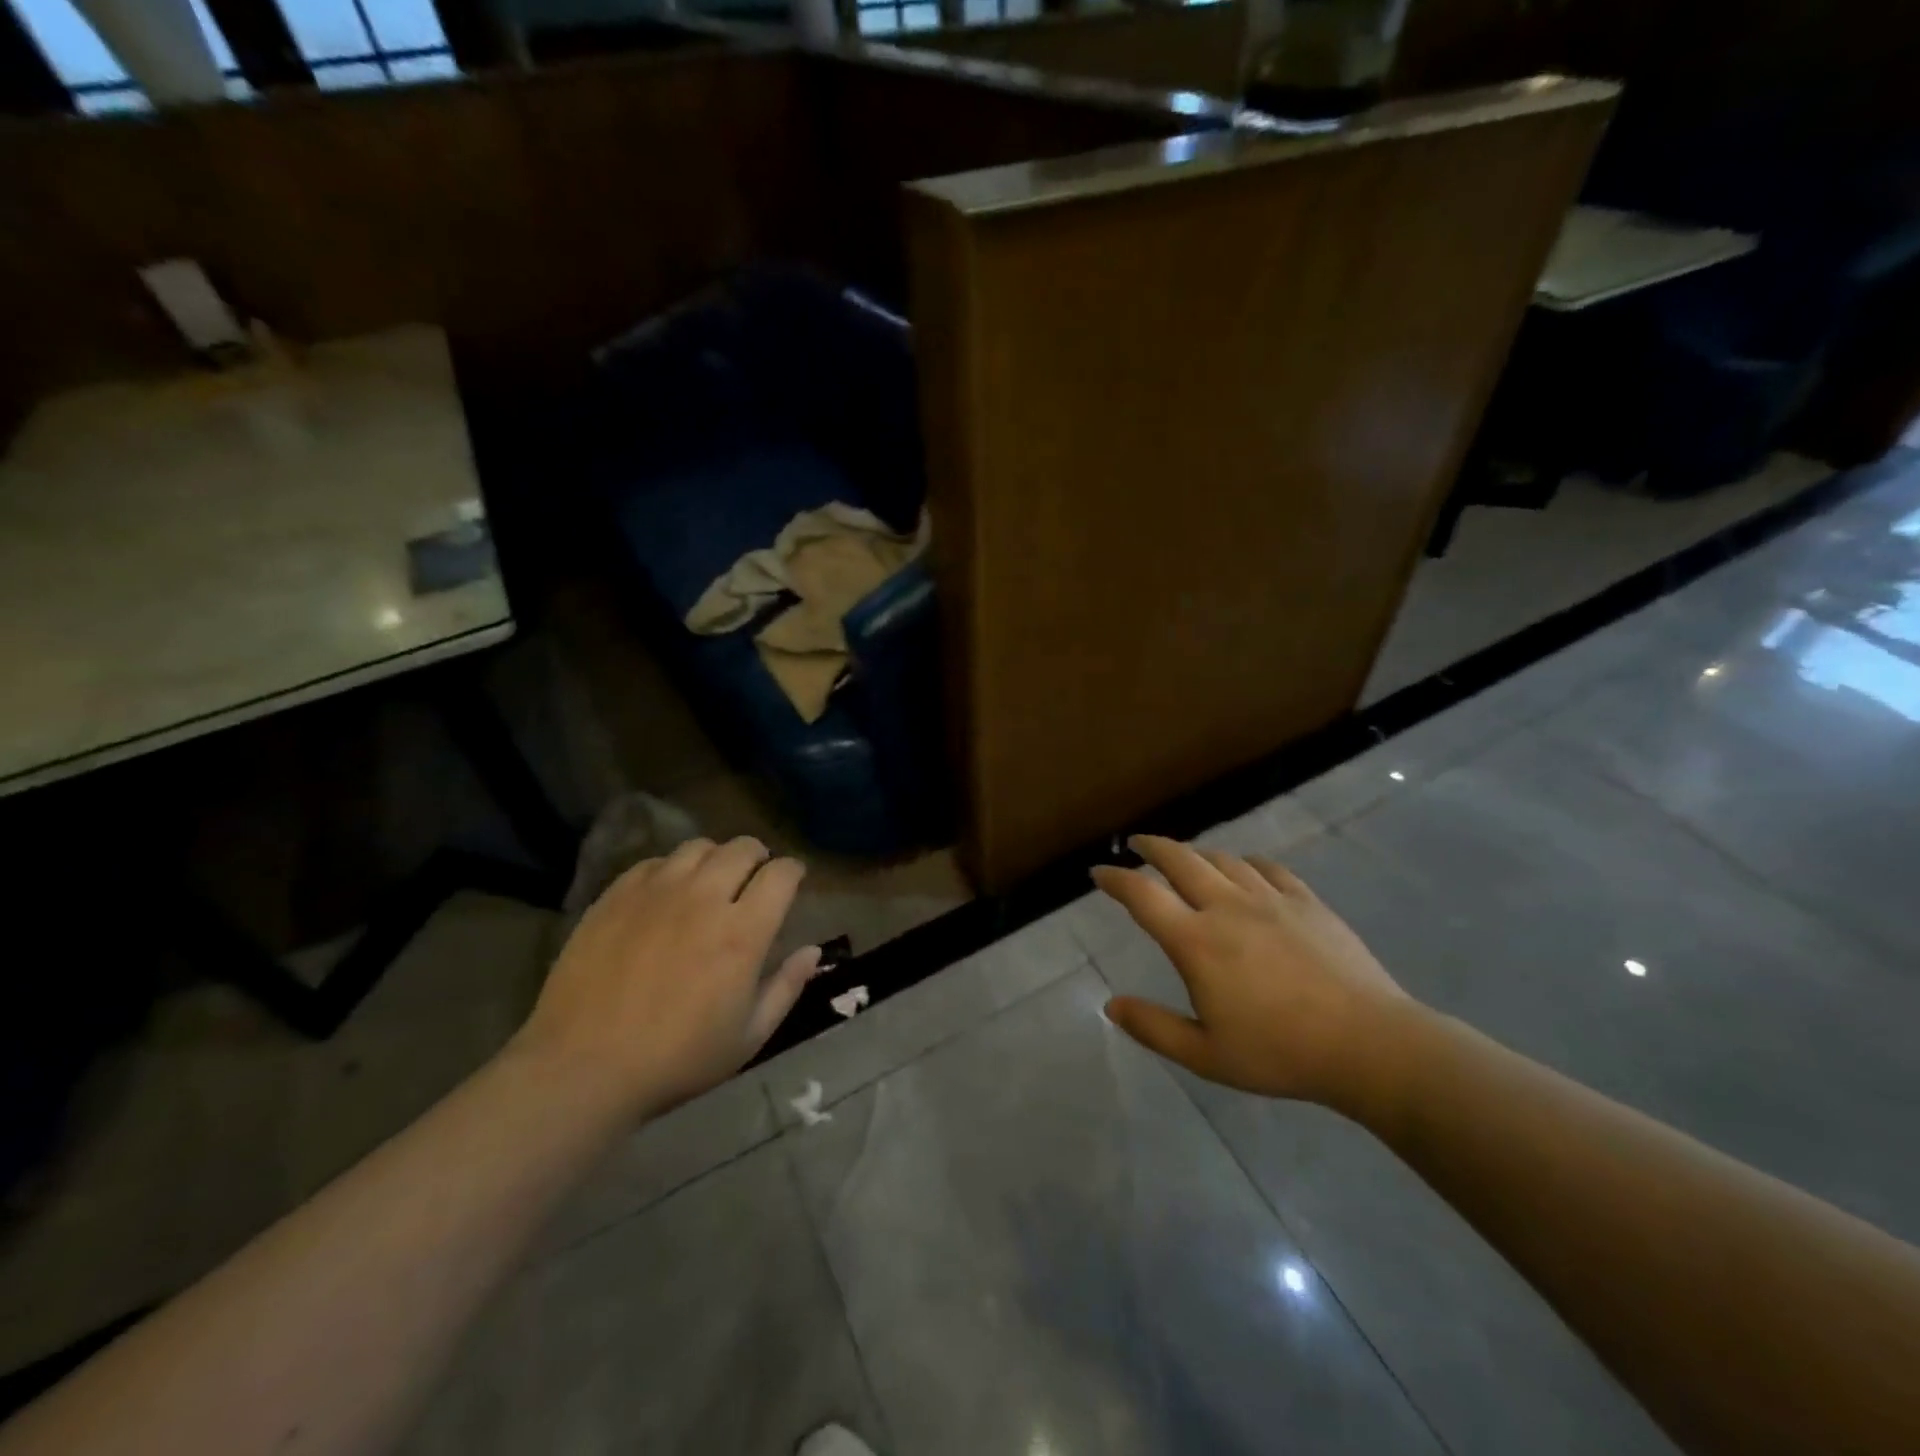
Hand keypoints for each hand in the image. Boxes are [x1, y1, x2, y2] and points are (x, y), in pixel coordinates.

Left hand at [515, 837, 821, 1116]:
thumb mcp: (748, 1037)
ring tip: (710, 880)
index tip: (792, 882)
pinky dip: (671, 869)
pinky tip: (666, 895)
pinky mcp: (616, 896)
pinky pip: (654, 862)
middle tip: (754, 879)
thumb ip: (787, 988)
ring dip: (716, 858)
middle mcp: (704, 898)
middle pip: (743, 848)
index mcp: (743, 933)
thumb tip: (812, 950)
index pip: (781, 873)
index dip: (793, 872)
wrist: (583, 1068)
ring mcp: (656, 892)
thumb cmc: (677, 1060)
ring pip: (699, 847)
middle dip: (758, 857)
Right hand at [1094, 835, 1414, 1111]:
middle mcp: (1227, 907)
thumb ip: (1153, 1028)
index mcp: (1196, 941)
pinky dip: (1246, 864)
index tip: (1098, 873)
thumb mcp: (1205, 1055)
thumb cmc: (1280, 1053)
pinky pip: (1268, 868)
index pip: (1142, 895)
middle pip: (1180, 860)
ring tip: (1186, 860)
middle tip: (1137, 844)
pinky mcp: (1306, 901)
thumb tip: (1111, 1005)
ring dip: (1196, 854)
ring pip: (1222, 860)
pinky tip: (1247, 871)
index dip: (1115, 879)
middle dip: (1152, 847)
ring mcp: (1270, 899)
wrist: (1369, 1044)